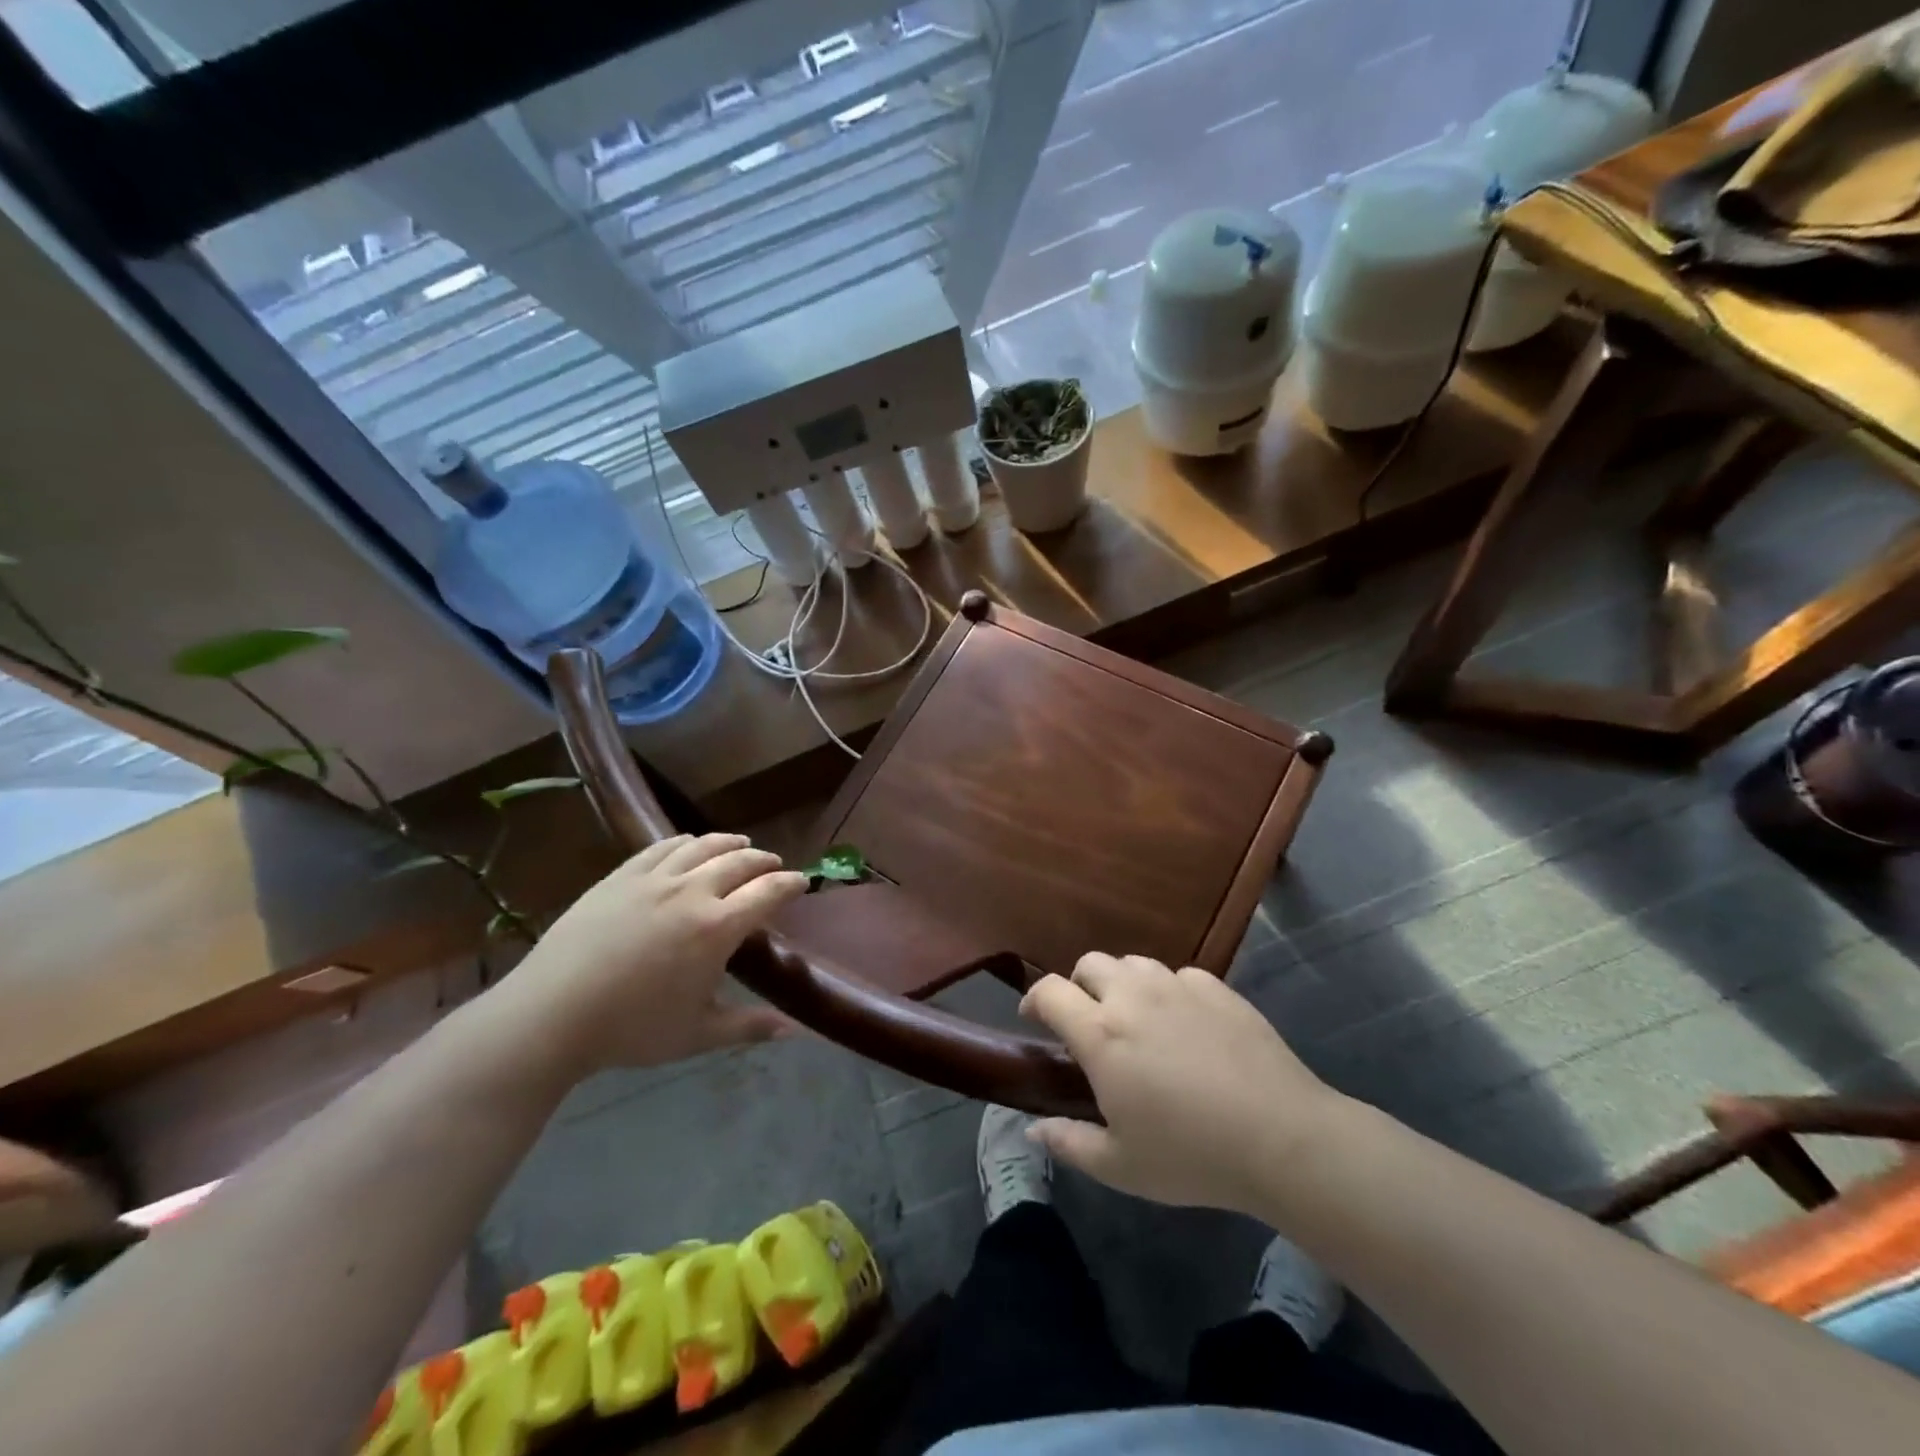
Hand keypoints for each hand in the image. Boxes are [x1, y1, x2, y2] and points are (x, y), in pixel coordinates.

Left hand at [487, 834, 806, 1076]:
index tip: (802, 881)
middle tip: (774, 864)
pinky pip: (662, 847)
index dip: (789, 883)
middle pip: (739, 861)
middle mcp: (693, 892)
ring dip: (729, 843)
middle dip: (763, 860)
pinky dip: (685, 842)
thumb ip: (748, 1026)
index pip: (768, 892)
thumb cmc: (632, 1028)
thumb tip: (794, 1030)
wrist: (552, 1013)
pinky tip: (688, 846)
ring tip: (739, 845)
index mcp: (718, 928)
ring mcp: (654, 879)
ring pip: (702, 847)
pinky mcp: (621, 876)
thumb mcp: (697, 1034)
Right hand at [1019, 953, 1338, 1214]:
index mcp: (1100, 1034)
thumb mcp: (1120, 1166)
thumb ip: (1069, 1143)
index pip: (1050, 992)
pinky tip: (1184, 1023)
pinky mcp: (1216, 988)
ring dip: (1122, 983)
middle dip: (1078, 985)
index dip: (1034, 1000)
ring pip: (1133, 963)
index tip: (1034, 1020)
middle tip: (1089, 1020)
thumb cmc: (1191, 1155)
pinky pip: (1178, 976)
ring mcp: (1177, 986)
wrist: (1281, 1137)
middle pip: (1089, 963)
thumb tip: (1033, 1131)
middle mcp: (1132, 996)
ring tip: (1136, 1017)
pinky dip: (1168, 991)